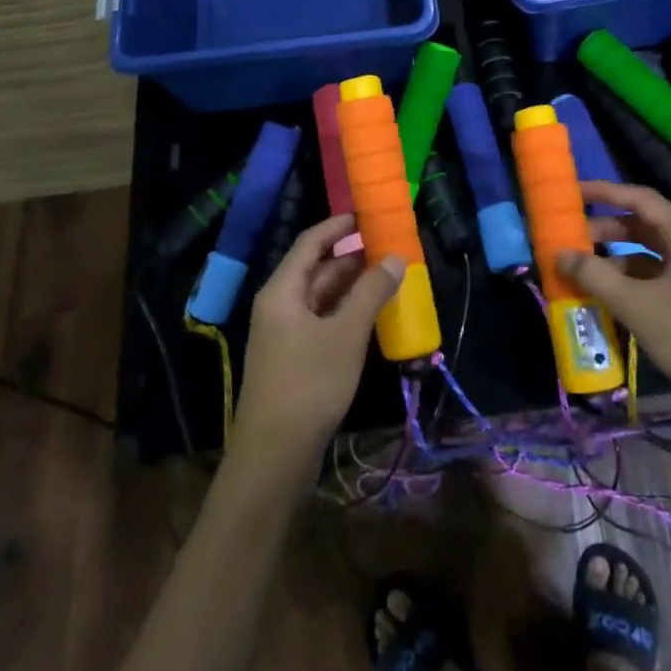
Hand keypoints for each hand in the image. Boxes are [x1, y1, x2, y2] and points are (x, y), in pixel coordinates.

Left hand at [232, 215, 401, 472]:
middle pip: (316, 270)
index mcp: (282, 291)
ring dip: (352, 287)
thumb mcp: (346, 333)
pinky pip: (322, 322)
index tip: (367, 215)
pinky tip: (372, 316)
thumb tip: (395, 257)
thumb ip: (371, 292)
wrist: (274, 454)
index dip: (338, 226)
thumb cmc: (309, 383)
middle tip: (390, 249)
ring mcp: (284, 334)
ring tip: (389, 278)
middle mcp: (279, 306)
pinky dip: (346, 313)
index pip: (310, 243)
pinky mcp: (293, 359)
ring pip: (321, 298)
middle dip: (352, 258)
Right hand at [559, 181, 670, 435]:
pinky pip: (656, 281)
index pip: (640, 199)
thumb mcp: (636, 305)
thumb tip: (559, 253)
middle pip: (643, 226)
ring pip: (648, 256)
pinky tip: (605, 298)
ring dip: (614, 260)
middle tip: (568, 239)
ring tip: (579, 271)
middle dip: (604, 230)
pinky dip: (629, 283)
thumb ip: (594, 275)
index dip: (604, 192)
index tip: (571, 193)